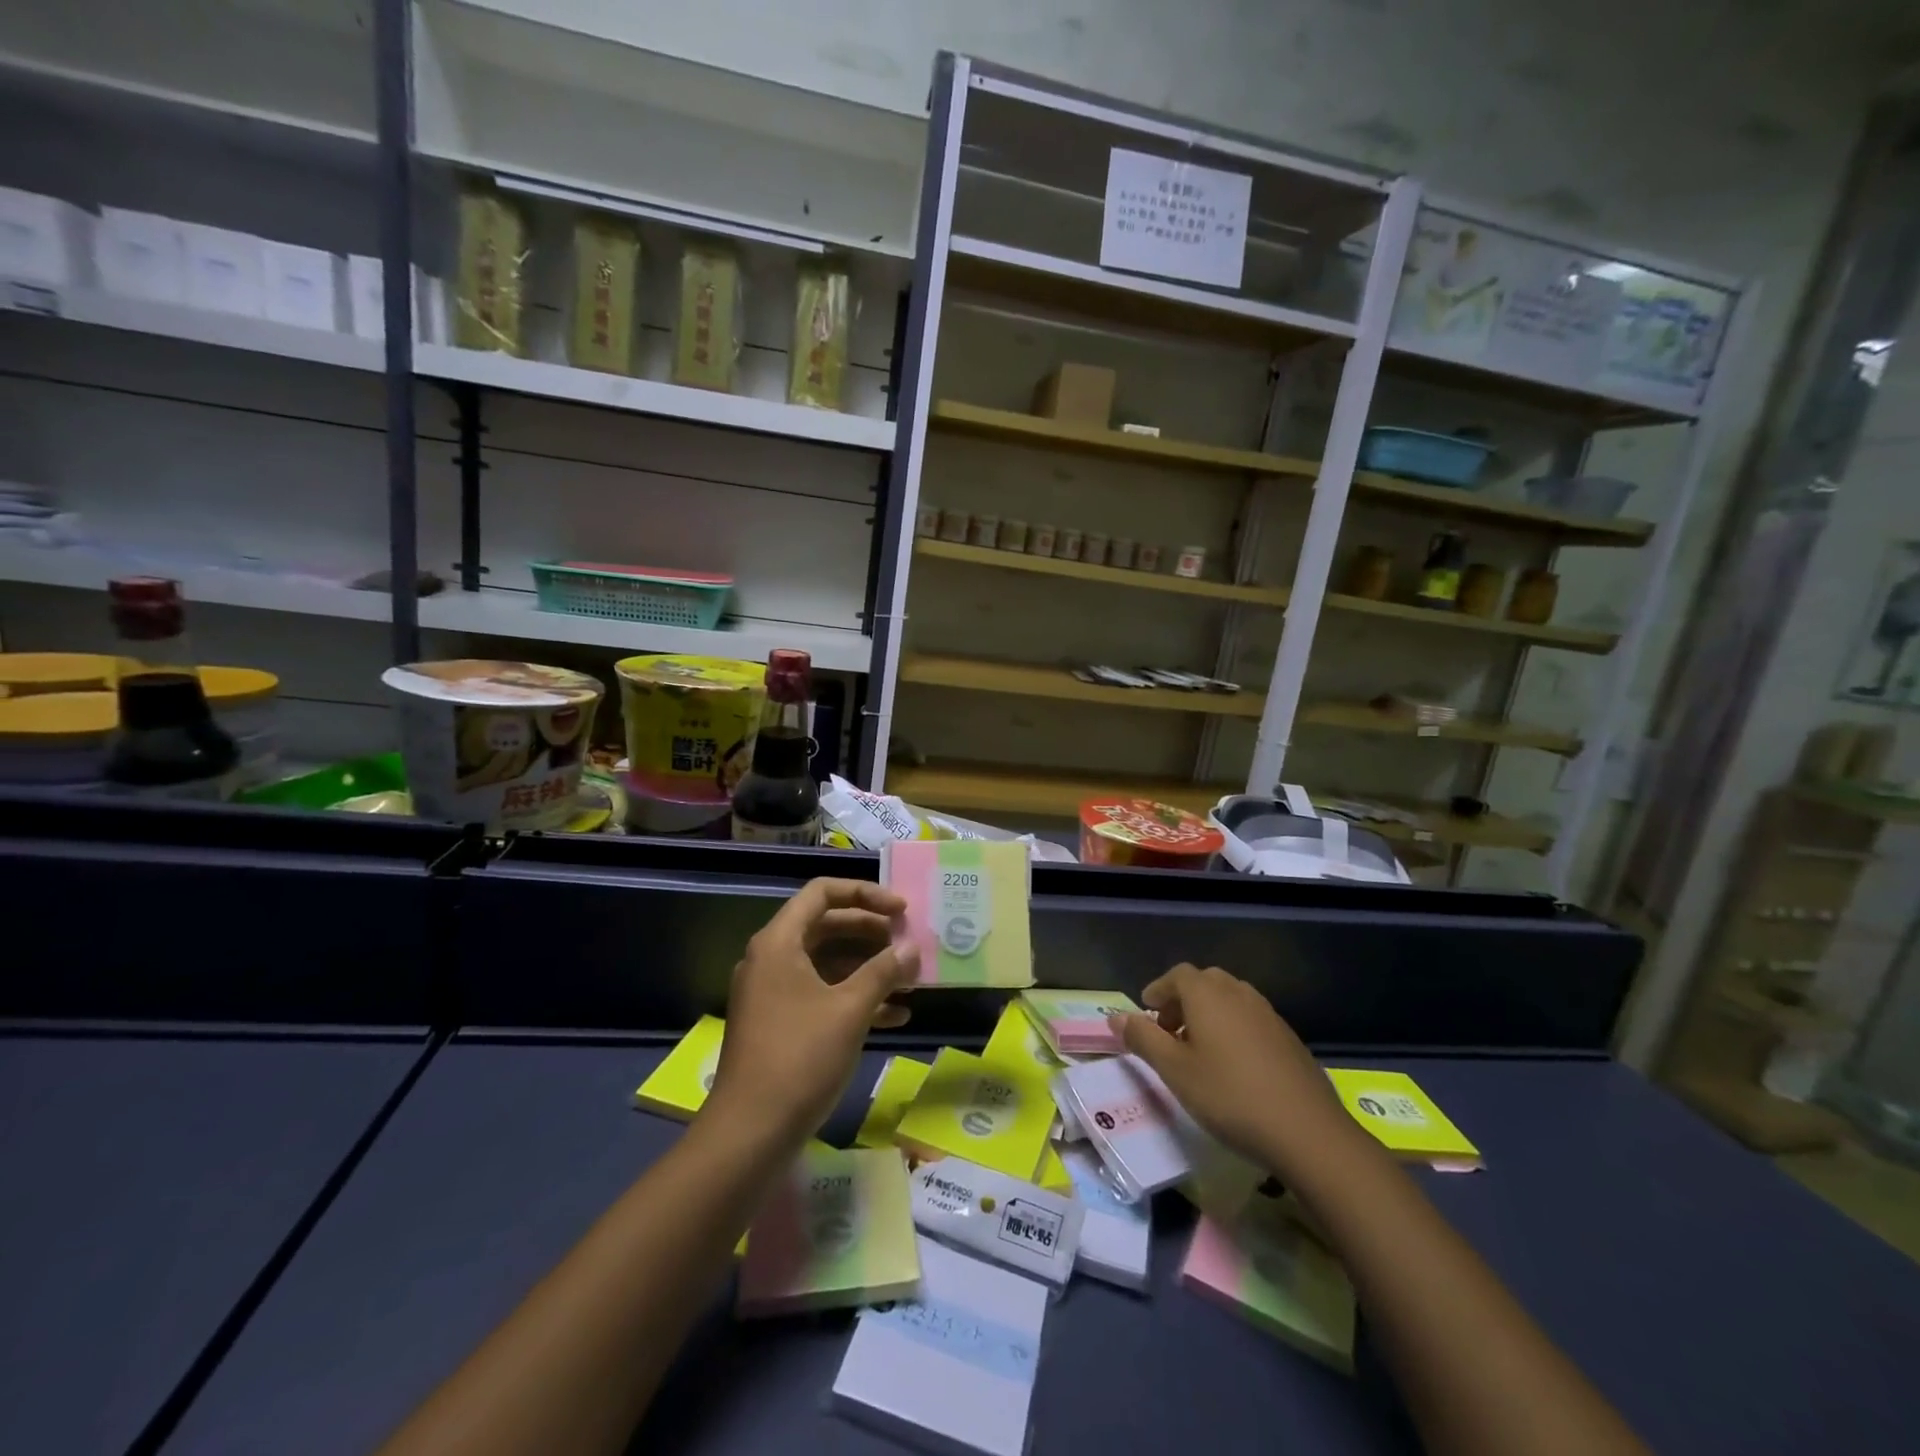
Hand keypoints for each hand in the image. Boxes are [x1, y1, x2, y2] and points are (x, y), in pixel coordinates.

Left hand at [705, 878, 919, 1145]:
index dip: (865, 894)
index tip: (901, 910)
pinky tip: (896, 1017)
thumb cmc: (800, 1057)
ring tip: (910, 981)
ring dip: (868, 969)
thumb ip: (884, 971)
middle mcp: (772, 959)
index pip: (822, 893)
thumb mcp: (850, 1009)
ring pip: (828, 964)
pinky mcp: (780, 1025)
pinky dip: (855, 999)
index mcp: (779, 942)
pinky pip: (822, 996)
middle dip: (871, 933)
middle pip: (827, 926)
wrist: (749, 1134)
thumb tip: (911, 948)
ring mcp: (774, 994)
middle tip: (908, 942)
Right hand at [1109, 964, 1355, 1175]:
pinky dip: (1233, 1029)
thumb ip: (1143, 1039)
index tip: (1147, 1013)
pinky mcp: (1288, 1037)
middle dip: (1183, 1001)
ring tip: (1199, 1051)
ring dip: (1209, 1014)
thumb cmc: (1229, 1096)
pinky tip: (1233, 1067)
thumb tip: (1115, 1017)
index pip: (1177, 975)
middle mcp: (1238, 993)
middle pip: (1205, 982)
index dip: (1158, 990)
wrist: (1307, 1131)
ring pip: (1230, 999)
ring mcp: (1268, 1014)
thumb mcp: (1174, 1071)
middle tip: (1170, 1032)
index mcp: (1208, 994)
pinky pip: (1251, 1019)